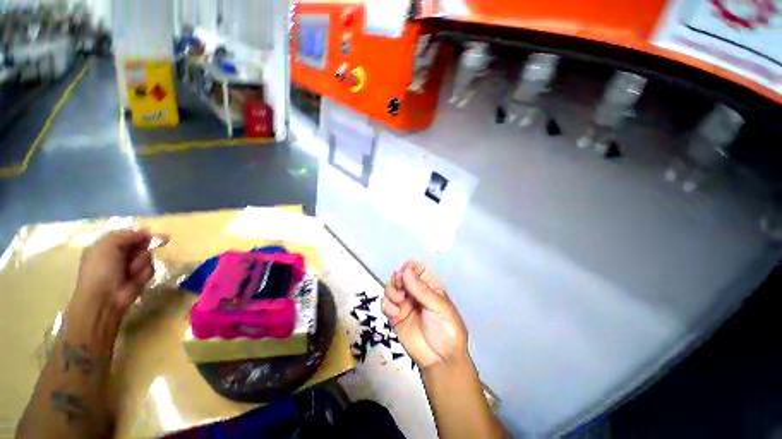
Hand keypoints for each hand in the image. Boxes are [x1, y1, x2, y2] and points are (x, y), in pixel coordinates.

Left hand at [71, 229, 168, 316]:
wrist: (104, 298)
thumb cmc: (101, 269)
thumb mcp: (108, 245)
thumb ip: (126, 235)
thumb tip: (146, 232)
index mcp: (106, 246)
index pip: (127, 234)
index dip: (139, 233)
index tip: (150, 233)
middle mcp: (119, 254)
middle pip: (140, 243)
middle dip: (144, 246)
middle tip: (144, 250)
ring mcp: (130, 266)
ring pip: (147, 256)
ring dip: (141, 261)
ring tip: (131, 271)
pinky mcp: (141, 277)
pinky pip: (150, 268)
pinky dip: (144, 272)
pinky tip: (135, 279)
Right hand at [383, 261, 467, 368]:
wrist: (441, 361)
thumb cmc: (447, 330)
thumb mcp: (439, 308)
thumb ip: (422, 290)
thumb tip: (406, 271)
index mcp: (429, 286)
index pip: (416, 269)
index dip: (410, 268)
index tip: (405, 275)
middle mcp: (415, 292)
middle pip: (400, 276)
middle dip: (397, 279)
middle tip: (400, 288)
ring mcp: (404, 304)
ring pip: (391, 288)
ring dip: (391, 291)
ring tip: (399, 302)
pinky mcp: (395, 317)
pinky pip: (386, 304)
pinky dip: (387, 305)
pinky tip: (395, 314)